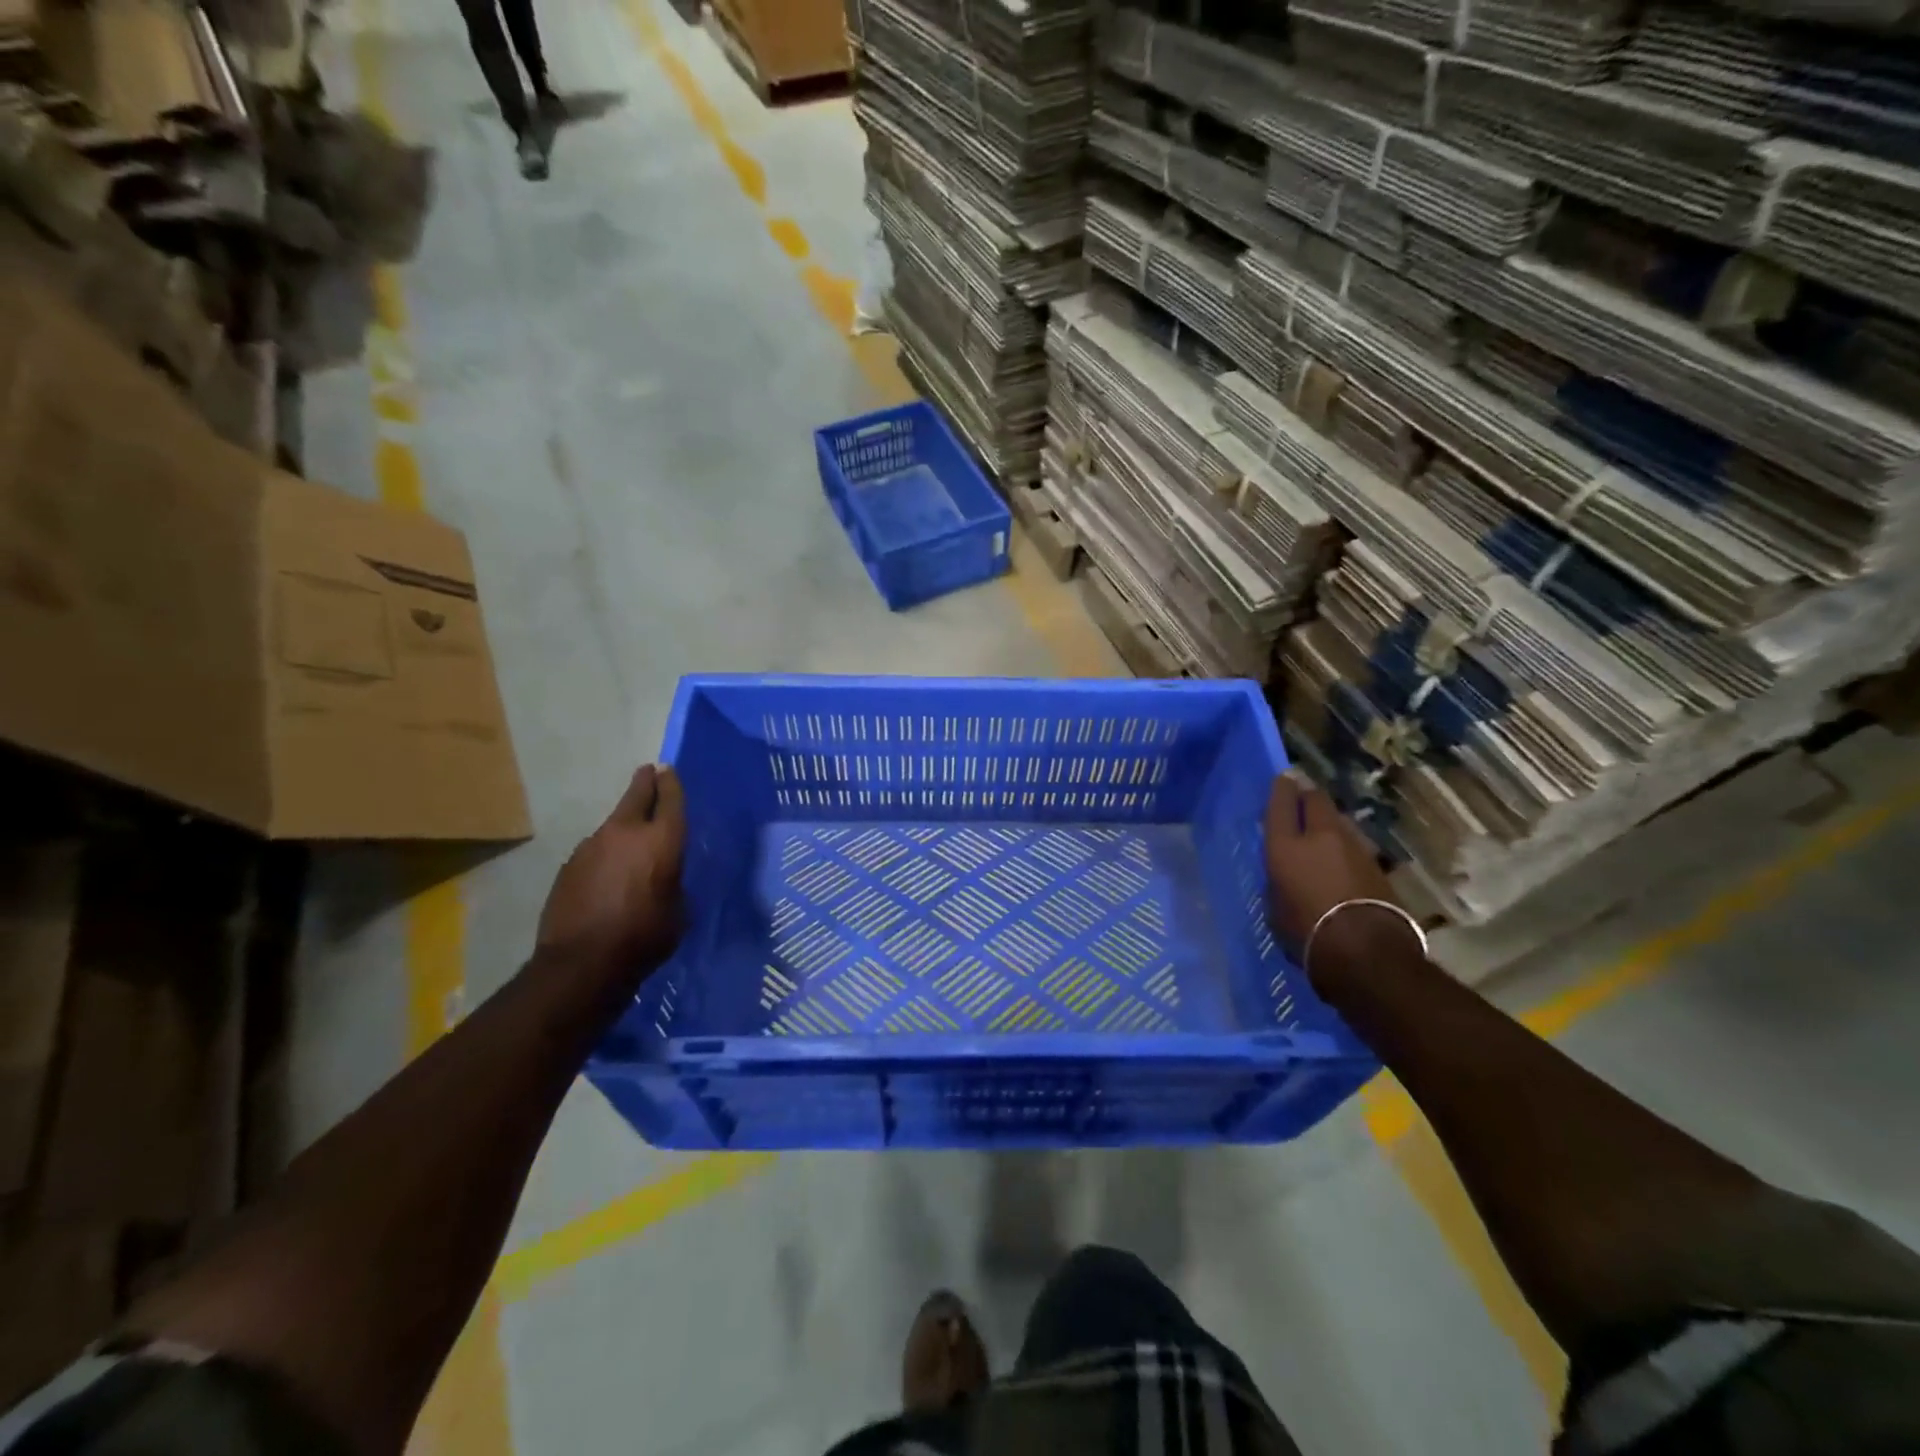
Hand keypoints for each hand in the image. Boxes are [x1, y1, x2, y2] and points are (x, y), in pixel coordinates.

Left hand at [537, 764, 686, 974]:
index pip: (670, 799)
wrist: (582, 962)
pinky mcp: (569, 865)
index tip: (668, 770)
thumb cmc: (645, 936)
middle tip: (649, 772)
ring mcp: (592, 846)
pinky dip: (605, 853)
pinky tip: (608, 873)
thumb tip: (663, 876)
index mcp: (662, 840)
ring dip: (624, 825)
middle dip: (645, 783)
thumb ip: (673, 882)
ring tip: (630, 837)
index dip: (671, 783)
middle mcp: (626, 833)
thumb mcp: (678, 910)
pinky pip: (595, 850)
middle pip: (637, 796)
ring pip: (614, 824)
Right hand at [1264, 774, 1415, 986]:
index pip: (1281, 804)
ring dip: (1330, 822)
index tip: (1283, 779)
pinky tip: (1342, 858)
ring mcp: (1354, 848)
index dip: (1281, 788)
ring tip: (1324, 832)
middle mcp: (1320, 837)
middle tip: (1303, 800)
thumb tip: (1286, 875)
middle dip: (1309, 797)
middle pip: (1317, 801)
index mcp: (1286, 846)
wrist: (1365, 951)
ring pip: (1339, 821)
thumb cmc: (1306, 932)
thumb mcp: (1276, 906)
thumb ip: (1279, 881)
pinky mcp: (1378, 865)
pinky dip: (1346, 846)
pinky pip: (1356, 845)